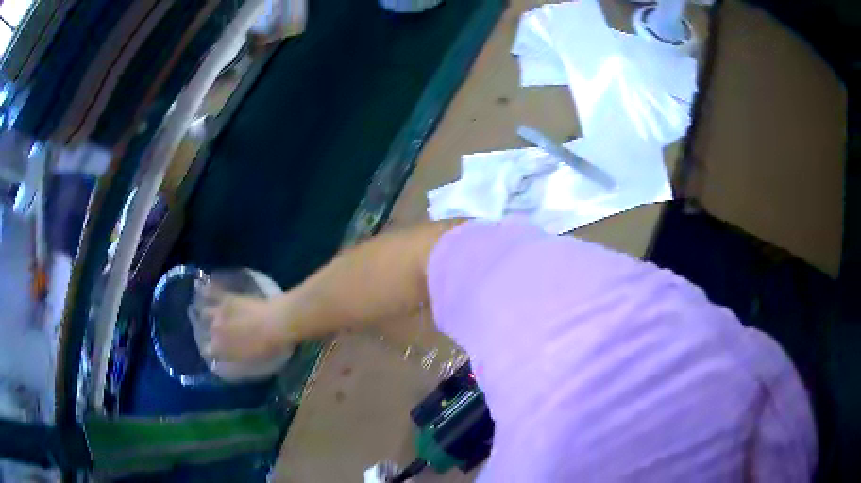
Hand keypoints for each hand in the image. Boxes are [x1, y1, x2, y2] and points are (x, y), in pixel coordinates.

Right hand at [197, 285, 292, 362]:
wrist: (278, 324)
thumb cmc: (268, 350)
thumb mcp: (251, 365)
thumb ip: (234, 366)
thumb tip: (222, 365)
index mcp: (220, 349)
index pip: (207, 351)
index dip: (213, 352)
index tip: (219, 352)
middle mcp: (214, 330)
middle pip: (204, 332)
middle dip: (210, 334)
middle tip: (218, 334)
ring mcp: (219, 312)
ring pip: (205, 313)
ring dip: (207, 315)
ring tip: (211, 315)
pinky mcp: (228, 298)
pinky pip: (212, 292)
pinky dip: (208, 291)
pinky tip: (205, 289)